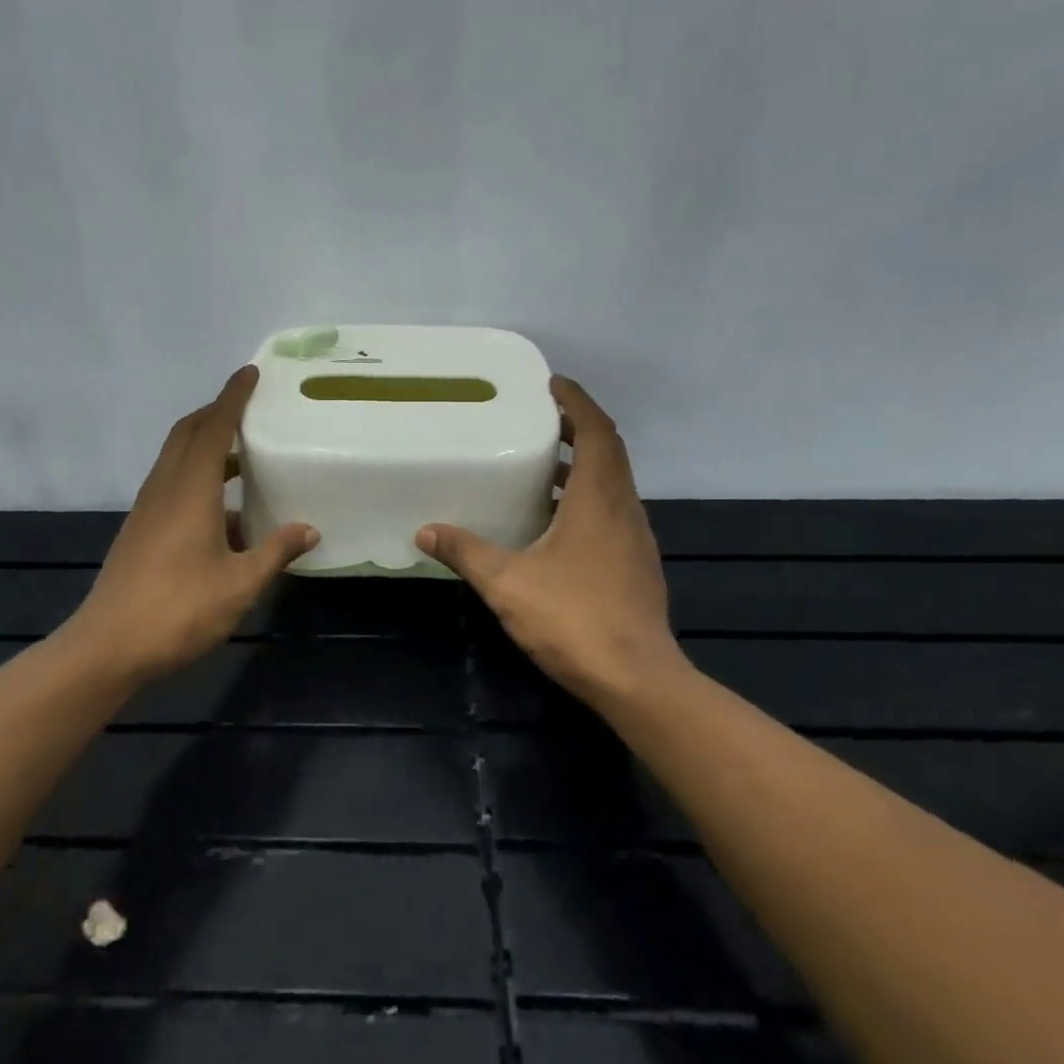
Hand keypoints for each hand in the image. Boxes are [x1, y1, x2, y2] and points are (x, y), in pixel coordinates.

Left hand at [67, 366, 317, 684]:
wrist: (107, 648)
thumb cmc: (178, 611)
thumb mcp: (239, 584)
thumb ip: (275, 552)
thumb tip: (309, 529)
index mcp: (190, 491)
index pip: (213, 428)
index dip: (232, 398)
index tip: (249, 373)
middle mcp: (165, 489)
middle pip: (187, 433)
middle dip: (216, 413)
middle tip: (248, 408)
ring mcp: (147, 510)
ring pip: (176, 458)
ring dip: (205, 444)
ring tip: (243, 456)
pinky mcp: (140, 530)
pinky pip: (171, 484)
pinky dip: (196, 476)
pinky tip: (224, 512)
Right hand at [417, 376, 685, 703]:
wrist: (638, 680)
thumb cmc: (574, 619)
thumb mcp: (507, 583)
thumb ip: (466, 552)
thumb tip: (425, 531)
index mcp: (597, 499)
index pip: (596, 431)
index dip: (577, 401)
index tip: (552, 383)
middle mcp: (623, 509)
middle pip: (608, 451)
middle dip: (578, 427)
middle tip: (539, 417)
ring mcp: (635, 538)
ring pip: (612, 483)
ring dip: (583, 464)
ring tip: (541, 462)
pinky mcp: (637, 564)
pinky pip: (612, 511)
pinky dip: (587, 497)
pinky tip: (555, 522)